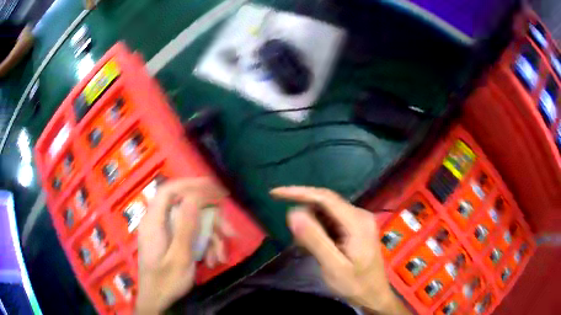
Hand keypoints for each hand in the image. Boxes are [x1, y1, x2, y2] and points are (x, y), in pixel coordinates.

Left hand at [136, 178, 227, 313]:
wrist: (157, 301)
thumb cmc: (165, 282)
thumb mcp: (179, 258)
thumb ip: (185, 228)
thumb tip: (194, 198)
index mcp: (154, 222)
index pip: (169, 190)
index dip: (191, 184)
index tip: (215, 187)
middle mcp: (159, 222)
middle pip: (187, 207)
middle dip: (211, 219)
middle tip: (230, 232)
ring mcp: (165, 231)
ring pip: (193, 222)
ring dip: (211, 237)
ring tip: (221, 257)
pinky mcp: (172, 240)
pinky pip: (191, 234)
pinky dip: (205, 245)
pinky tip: (213, 260)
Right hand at [271, 186, 409, 314]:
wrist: (373, 294)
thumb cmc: (354, 284)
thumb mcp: (333, 266)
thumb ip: (314, 239)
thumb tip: (293, 213)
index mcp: (357, 221)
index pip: (325, 197)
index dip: (299, 192)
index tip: (275, 194)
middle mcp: (359, 214)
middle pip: (325, 204)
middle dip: (305, 217)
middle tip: (297, 242)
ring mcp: (358, 220)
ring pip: (326, 213)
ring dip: (311, 226)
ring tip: (307, 249)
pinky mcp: (355, 227)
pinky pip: (331, 221)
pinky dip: (319, 231)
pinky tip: (317, 247)